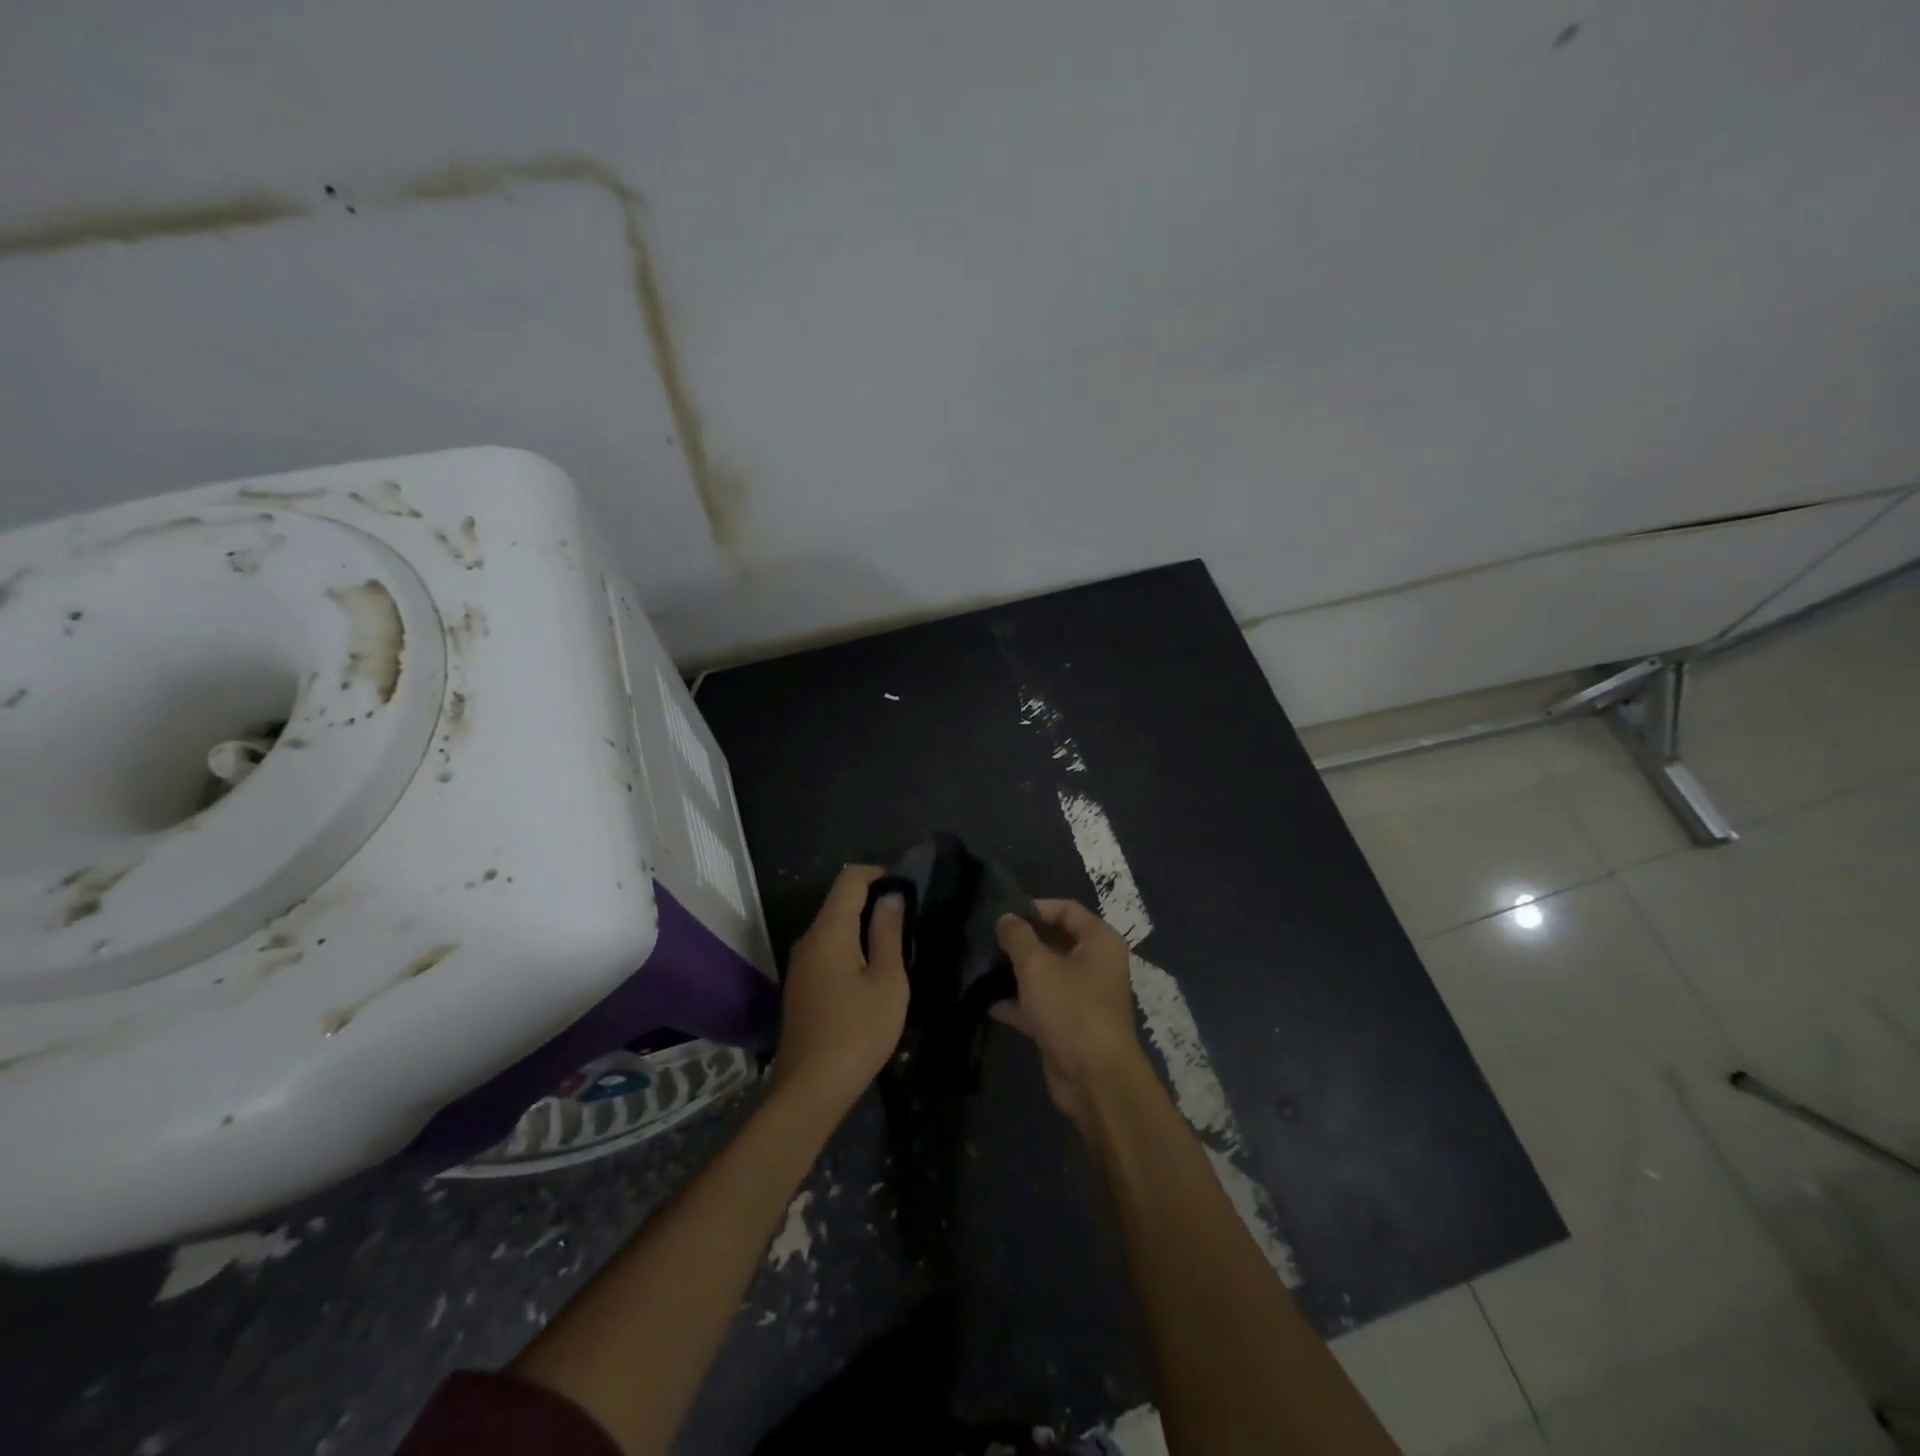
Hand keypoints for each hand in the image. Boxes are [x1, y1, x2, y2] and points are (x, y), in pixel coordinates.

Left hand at [773, 865, 909, 1119]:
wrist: (810, 1089)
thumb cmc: (858, 1032)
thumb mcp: (887, 981)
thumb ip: (888, 932)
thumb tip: (891, 895)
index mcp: (829, 931)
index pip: (850, 879)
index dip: (879, 875)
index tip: (907, 890)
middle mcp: (808, 939)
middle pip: (839, 901)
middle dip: (873, 900)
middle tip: (908, 920)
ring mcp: (800, 963)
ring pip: (833, 926)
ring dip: (862, 926)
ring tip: (895, 945)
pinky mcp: (801, 985)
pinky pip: (827, 949)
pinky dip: (850, 946)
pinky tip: (871, 971)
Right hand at [993, 900, 1150, 1130]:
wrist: (1095, 1079)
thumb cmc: (1071, 1009)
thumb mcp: (1037, 966)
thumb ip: (1018, 937)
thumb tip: (1006, 918)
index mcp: (1099, 941)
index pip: (1066, 909)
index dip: (1035, 907)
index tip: (1003, 911)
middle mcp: (1096, 964)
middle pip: (1055, 941)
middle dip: (1023, 941)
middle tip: (988, 938)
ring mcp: (1083, 997)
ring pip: (1047, 974)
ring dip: (1018, 972)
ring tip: (984, 967)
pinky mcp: (1070, 1025)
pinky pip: (1042, 1005)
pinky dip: (1020, 1003)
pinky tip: (990, 1003)